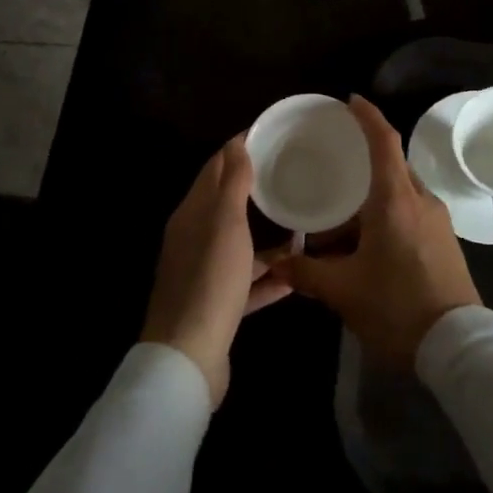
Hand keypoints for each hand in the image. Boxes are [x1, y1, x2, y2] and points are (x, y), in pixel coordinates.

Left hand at [141, 134, 291, 407]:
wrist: (189, 357)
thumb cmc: (210, 280)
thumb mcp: (225, 224)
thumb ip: (232, 183)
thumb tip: (237, 142)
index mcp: (192, 215)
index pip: (215, 170)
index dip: (239, 150)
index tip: (270, 135)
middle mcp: (195, 241)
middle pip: (227, 208)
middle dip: (256, 191)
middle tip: (293, 176)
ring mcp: (205, 275)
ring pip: (240, 248)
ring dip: (267, 239)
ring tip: (303, 227)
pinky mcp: (218, 306)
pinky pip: (248, 284)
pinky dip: (269, 278)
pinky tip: (297, 275)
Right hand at [278, 96, 480, 367]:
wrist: (457, 346)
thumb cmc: (396, 307)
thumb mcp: (343, 291)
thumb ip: (306, 273)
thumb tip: (276, 263)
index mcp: (396, 200)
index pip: (384, 142)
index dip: (367, 116)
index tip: (350, 101)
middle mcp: (421, 201)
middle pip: (390, 167)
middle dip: (360, 168)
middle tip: (329, 172)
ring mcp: (437, 222)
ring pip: (399, 195)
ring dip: (368, 203)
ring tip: (335, 229)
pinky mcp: (444, 242)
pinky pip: (410, 215)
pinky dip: (384, 219)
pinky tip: (362, 249)